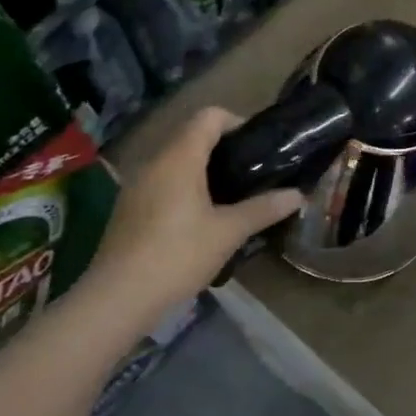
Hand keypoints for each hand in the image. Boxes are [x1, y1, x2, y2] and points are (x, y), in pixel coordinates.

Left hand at [93, 108, 303, 315]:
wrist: (117, 299)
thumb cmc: (177, 255)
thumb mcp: (228, 232)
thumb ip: (264, 209)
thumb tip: (299, 195)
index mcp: (179, 157)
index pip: (210, 116)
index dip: (237, 122)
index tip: (258, 147)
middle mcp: (155, 161)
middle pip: (192, 135)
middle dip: (224, 147)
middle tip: (252, 172)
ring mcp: (137, 184)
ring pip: (176, 159)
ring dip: (204, 168)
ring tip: (231, 194)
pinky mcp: (129, 207)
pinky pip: (163, 180)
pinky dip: (185, 185)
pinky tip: (201, 216)